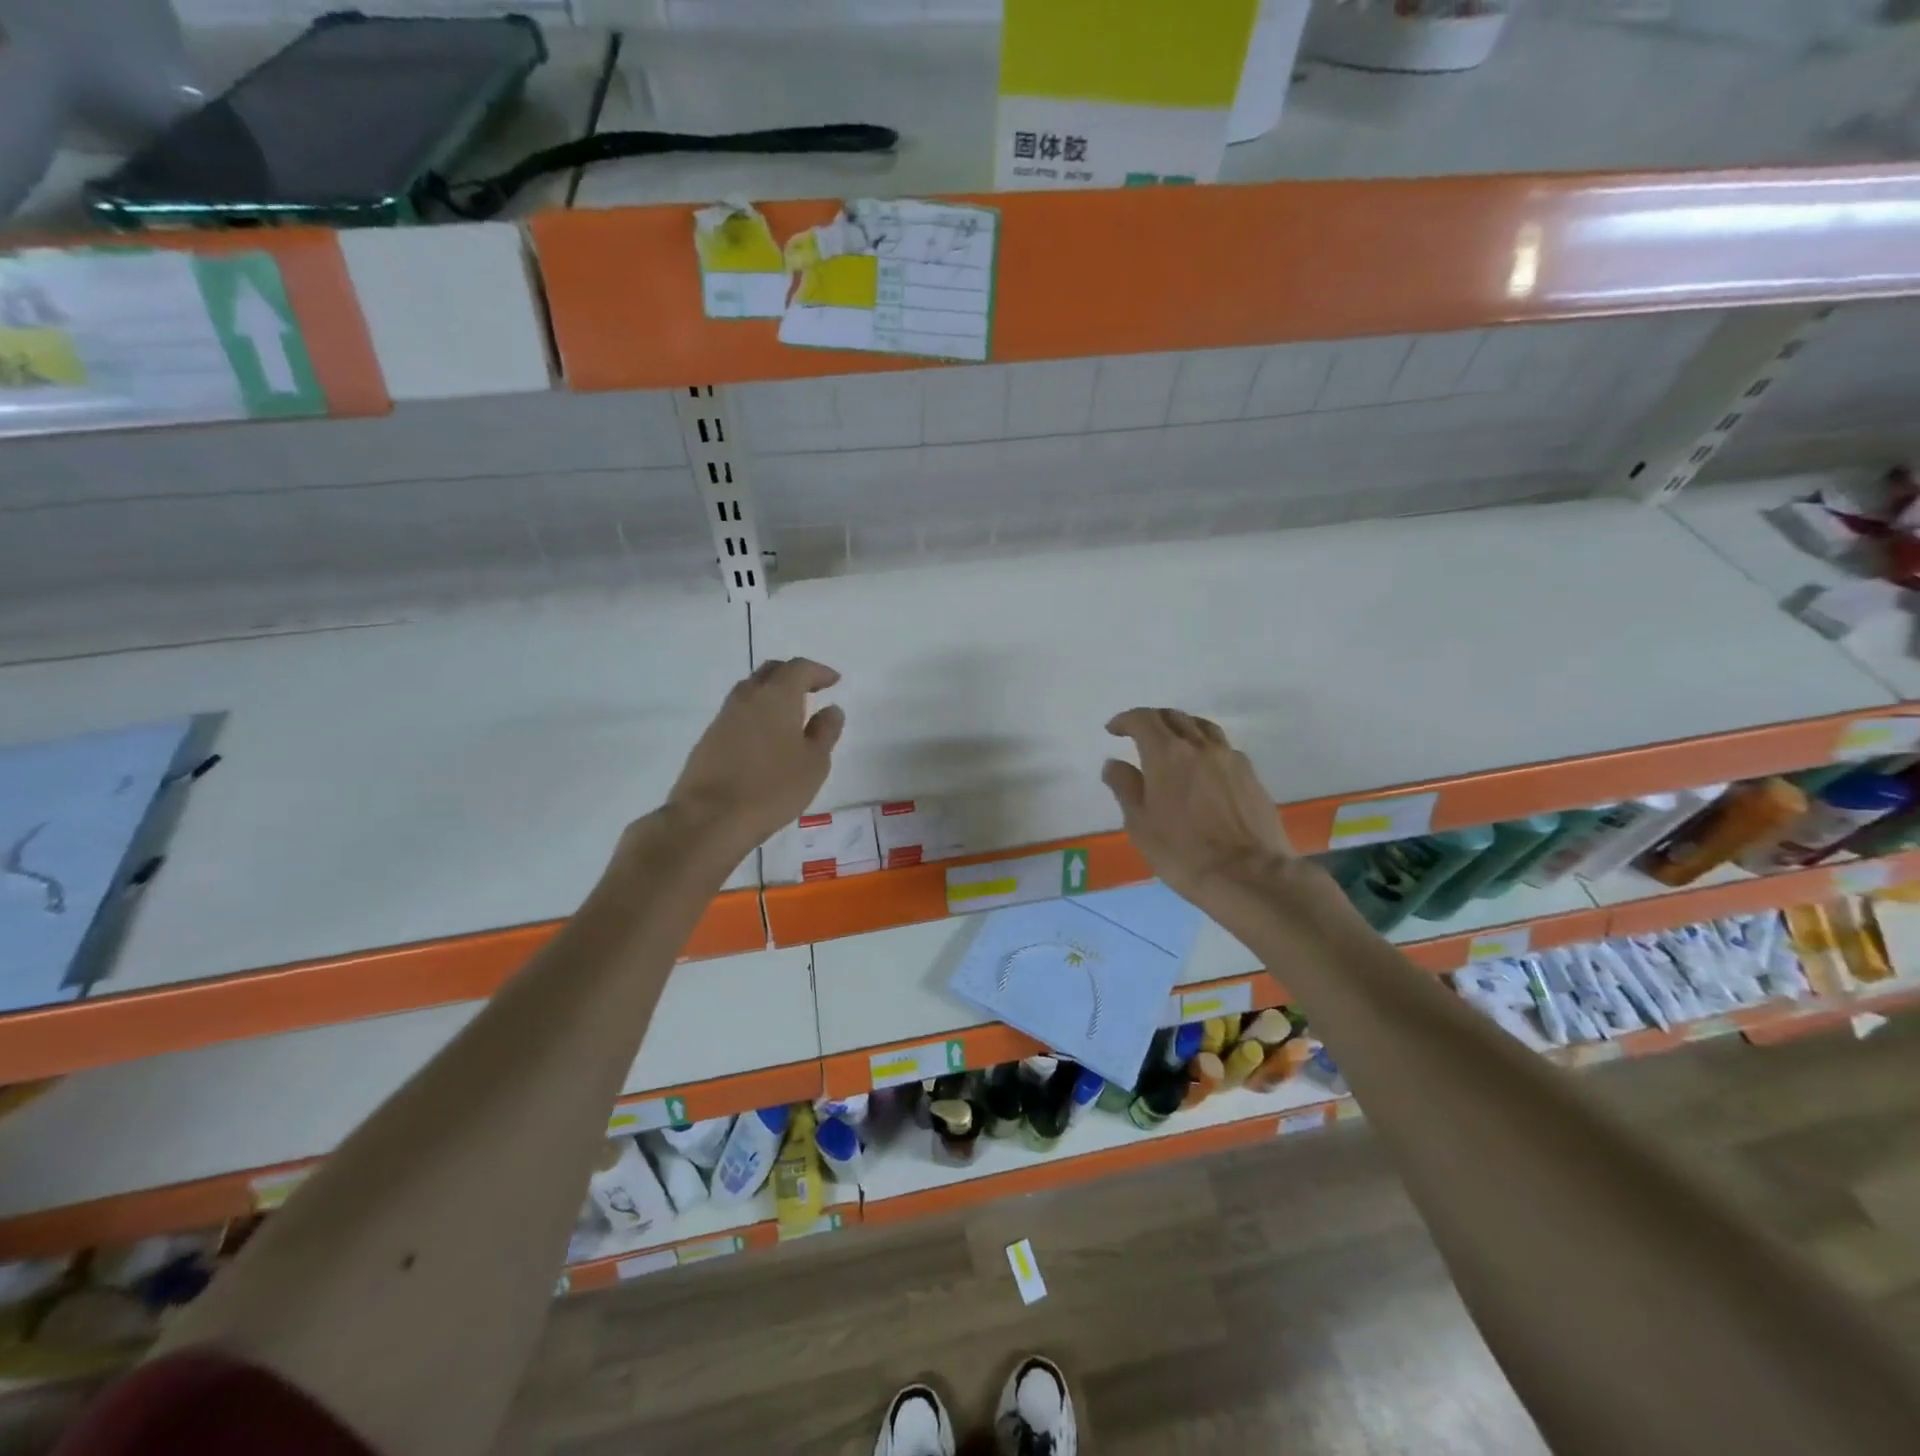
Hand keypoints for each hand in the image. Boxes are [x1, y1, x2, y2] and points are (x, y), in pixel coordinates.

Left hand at [665, 658, 845, 853]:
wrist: (710, 818)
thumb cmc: (772, 788)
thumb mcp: (814, 763)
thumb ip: (825, 732)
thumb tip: (831, 710)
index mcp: (776, 696)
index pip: (799, 669)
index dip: (819, 672)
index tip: (834, 681)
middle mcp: (747, 697)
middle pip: (771, 672)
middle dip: (793, 675)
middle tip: (812, 689)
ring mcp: (724, 717)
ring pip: (751, 692)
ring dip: (772, 695)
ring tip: (791, 715)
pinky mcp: (709, 738)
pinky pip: (739, 714)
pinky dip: (757, 715)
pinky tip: (767, 738)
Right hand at [1101, 708, 1292, 905]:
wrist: (1248, 875)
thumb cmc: (1182, 852)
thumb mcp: (1140, 824)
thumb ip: (1125, 787)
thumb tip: (1114, 764)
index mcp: (1167, 753)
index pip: (1143, 719)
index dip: (1126, 720)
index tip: (1114, 730)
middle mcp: (1200, 746)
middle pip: (1175, 717)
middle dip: (1153, 720)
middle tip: (1139, 734)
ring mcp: (1230, 758)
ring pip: (1203, 728)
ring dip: (1182, 728)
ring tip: (1173, 744)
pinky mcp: (1252, 776)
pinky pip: (1224, 748)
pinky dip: (1206, 748)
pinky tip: (1203, 768)